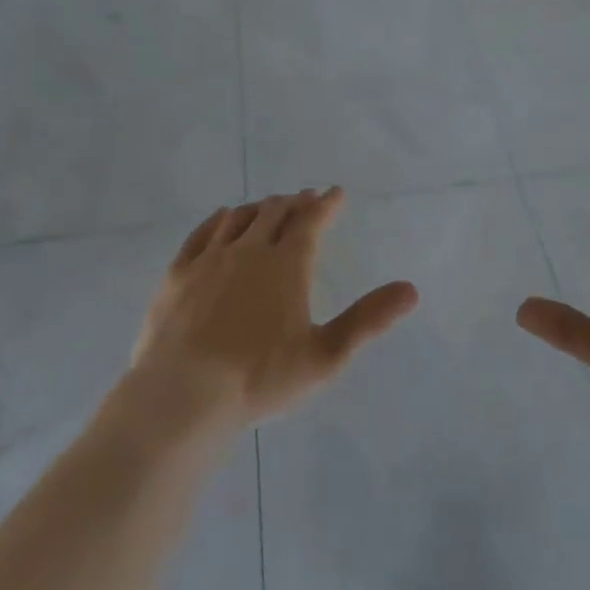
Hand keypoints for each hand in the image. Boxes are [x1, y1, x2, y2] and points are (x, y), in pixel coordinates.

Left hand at [129, 189, 418, 433]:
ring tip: (270, 206)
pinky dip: (220, 219)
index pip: (312, 220)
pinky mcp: (178, 274)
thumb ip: (368, 320)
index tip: (336, 192)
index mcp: (287, 263)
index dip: (327, 203)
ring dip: (260, 207)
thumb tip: (412, 290)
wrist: (181, 398)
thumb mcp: (325, 356)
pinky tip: (224, 218)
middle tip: (306, 198)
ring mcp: (210, 259)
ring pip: (240, 217)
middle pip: (275, 212)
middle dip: (295, 202)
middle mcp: (249, 249)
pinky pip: (202, 233)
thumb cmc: (259, 379)